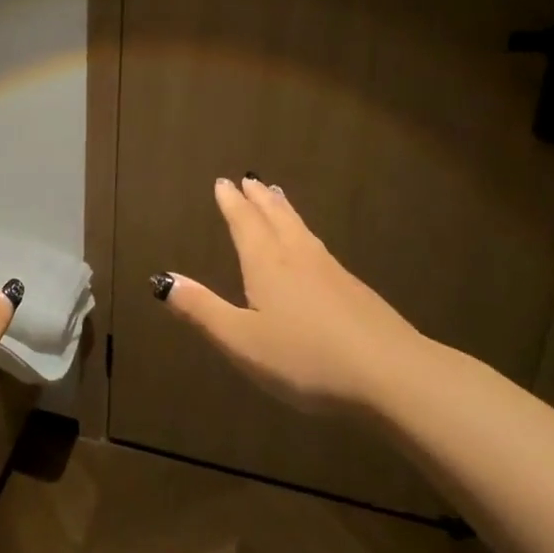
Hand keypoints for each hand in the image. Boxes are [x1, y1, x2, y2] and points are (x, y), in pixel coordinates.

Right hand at [155, 177, 427, 410]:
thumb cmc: (305, 358)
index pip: (245, 224)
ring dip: (285, 210)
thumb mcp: (241, 341)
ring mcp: (331, 272)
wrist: (390, 373)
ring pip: (301, 230)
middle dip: (259, 199)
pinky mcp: (355, 290)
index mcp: (267, 265)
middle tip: (250, 179)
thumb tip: (163, 280)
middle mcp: (298, 258)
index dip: (232, 204)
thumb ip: (202, 310)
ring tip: (278, 196)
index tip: (223, 182)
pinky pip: (319, 247)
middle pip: (276, 218)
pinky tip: (312, 248)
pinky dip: (305, 233)